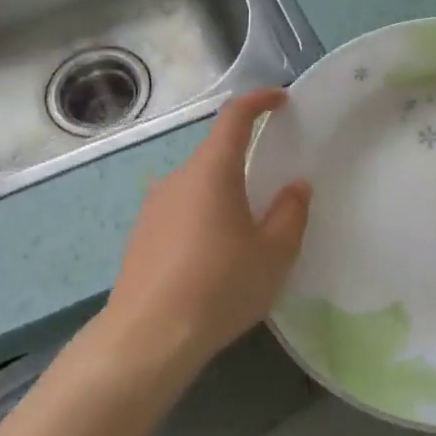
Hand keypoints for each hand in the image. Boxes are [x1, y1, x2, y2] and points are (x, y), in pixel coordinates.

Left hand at [101, 88, 311, 378]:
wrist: (148, 336)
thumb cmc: (220, 286)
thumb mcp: (273, 253)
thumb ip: (290, 213)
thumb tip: (295, 186)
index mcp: (211, 171)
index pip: (235, 117)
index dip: (259, 101)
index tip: (280, 99)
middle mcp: (176, 179)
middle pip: (215, 156)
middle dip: (245, 163)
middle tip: (273, 191)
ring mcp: (152, 207)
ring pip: (196, 188)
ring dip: (222, 196)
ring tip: (245, 234)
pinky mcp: (140, 236)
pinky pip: (179, 213)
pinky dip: (202, 220)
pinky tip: (212, 259)